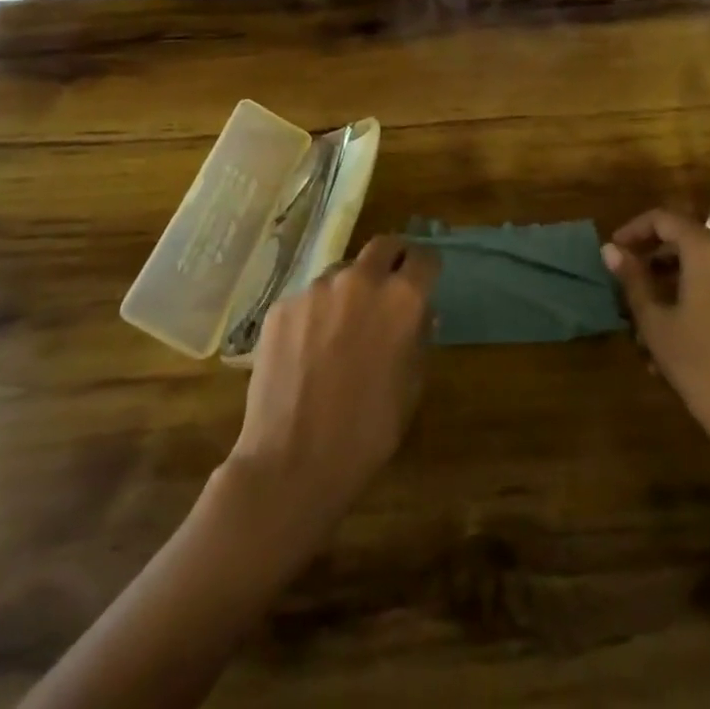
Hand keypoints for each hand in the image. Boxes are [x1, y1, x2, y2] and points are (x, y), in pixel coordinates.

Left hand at [224, 236, 438, 531]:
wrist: (291, 462)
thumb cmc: (366, 433)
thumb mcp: (411, 388)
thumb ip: (419, 339)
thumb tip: (421, 314)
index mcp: (401, 298)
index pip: (424, 258)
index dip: (427, 268)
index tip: (424, 281)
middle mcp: (360, 279)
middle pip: (383, 246)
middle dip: (392, 260)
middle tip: (389, 288)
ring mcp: (316, 288)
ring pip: (342, 271)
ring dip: (351, 288)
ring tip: (343, 327)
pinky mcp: (283, 304)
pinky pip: (309, 297)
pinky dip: (317, 312)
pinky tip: (309, 348)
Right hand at [604, 209, 709, 505]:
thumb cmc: (701, 365)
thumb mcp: (655, 322)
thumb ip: (633, 280)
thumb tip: (610, 249)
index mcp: (708, 251)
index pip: (664, 219)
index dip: (634, 230)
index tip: (615, 251)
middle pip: (687, 242)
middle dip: (654, 260)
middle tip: (628, 285)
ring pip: (704, 270)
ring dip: (673, 284)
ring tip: (647, 320)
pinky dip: (697, 299)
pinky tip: (679, 339)